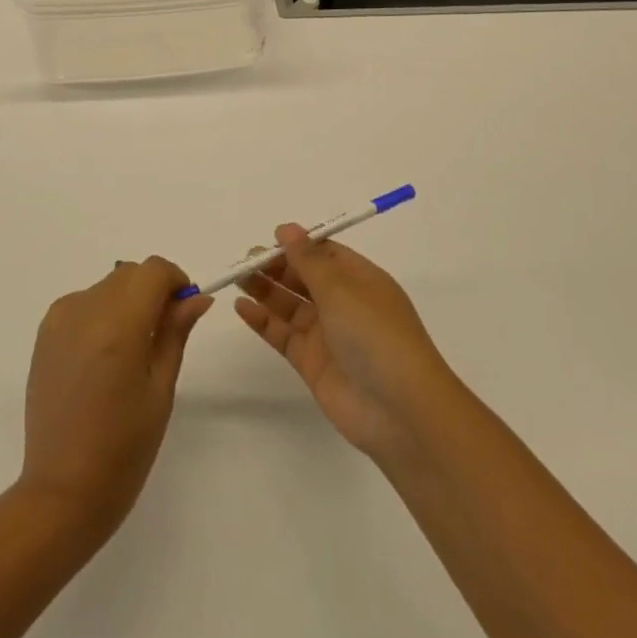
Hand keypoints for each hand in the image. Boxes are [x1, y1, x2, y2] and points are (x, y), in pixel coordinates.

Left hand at [18, 257, 212, 540]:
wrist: (62, 490)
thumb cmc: (125, 447)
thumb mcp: (161, 388)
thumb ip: (175, 332)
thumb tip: (196, 297)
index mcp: (118, 326)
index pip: (152, 270)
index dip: (175, 281)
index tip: (184, 310)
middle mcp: (84, 311)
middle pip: (128, 274)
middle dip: (152, 291)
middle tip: (164, 334)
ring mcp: (58, 321)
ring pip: (106, 287)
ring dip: (126, 301)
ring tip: (132, 351)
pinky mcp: (43, 335)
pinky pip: (82, 304)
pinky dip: (101, 313)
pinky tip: (104, 357)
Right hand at [235, 225, 458, 458]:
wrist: (399, 409)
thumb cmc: (375, 334)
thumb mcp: (342, 288)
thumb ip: (308, 259)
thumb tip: (286, 229)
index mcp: (361, 280)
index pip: (325, 254)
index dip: (298, 245)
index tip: (269, 240)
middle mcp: (344, 304)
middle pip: (304, 278)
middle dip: (276, 267)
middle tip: (246, 259)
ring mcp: (327, 334)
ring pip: (290, 305)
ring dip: (265, 290)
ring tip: (237, 277)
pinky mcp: (311, 362)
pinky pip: (282, 334)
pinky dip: (262, 320)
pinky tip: (241, 307)